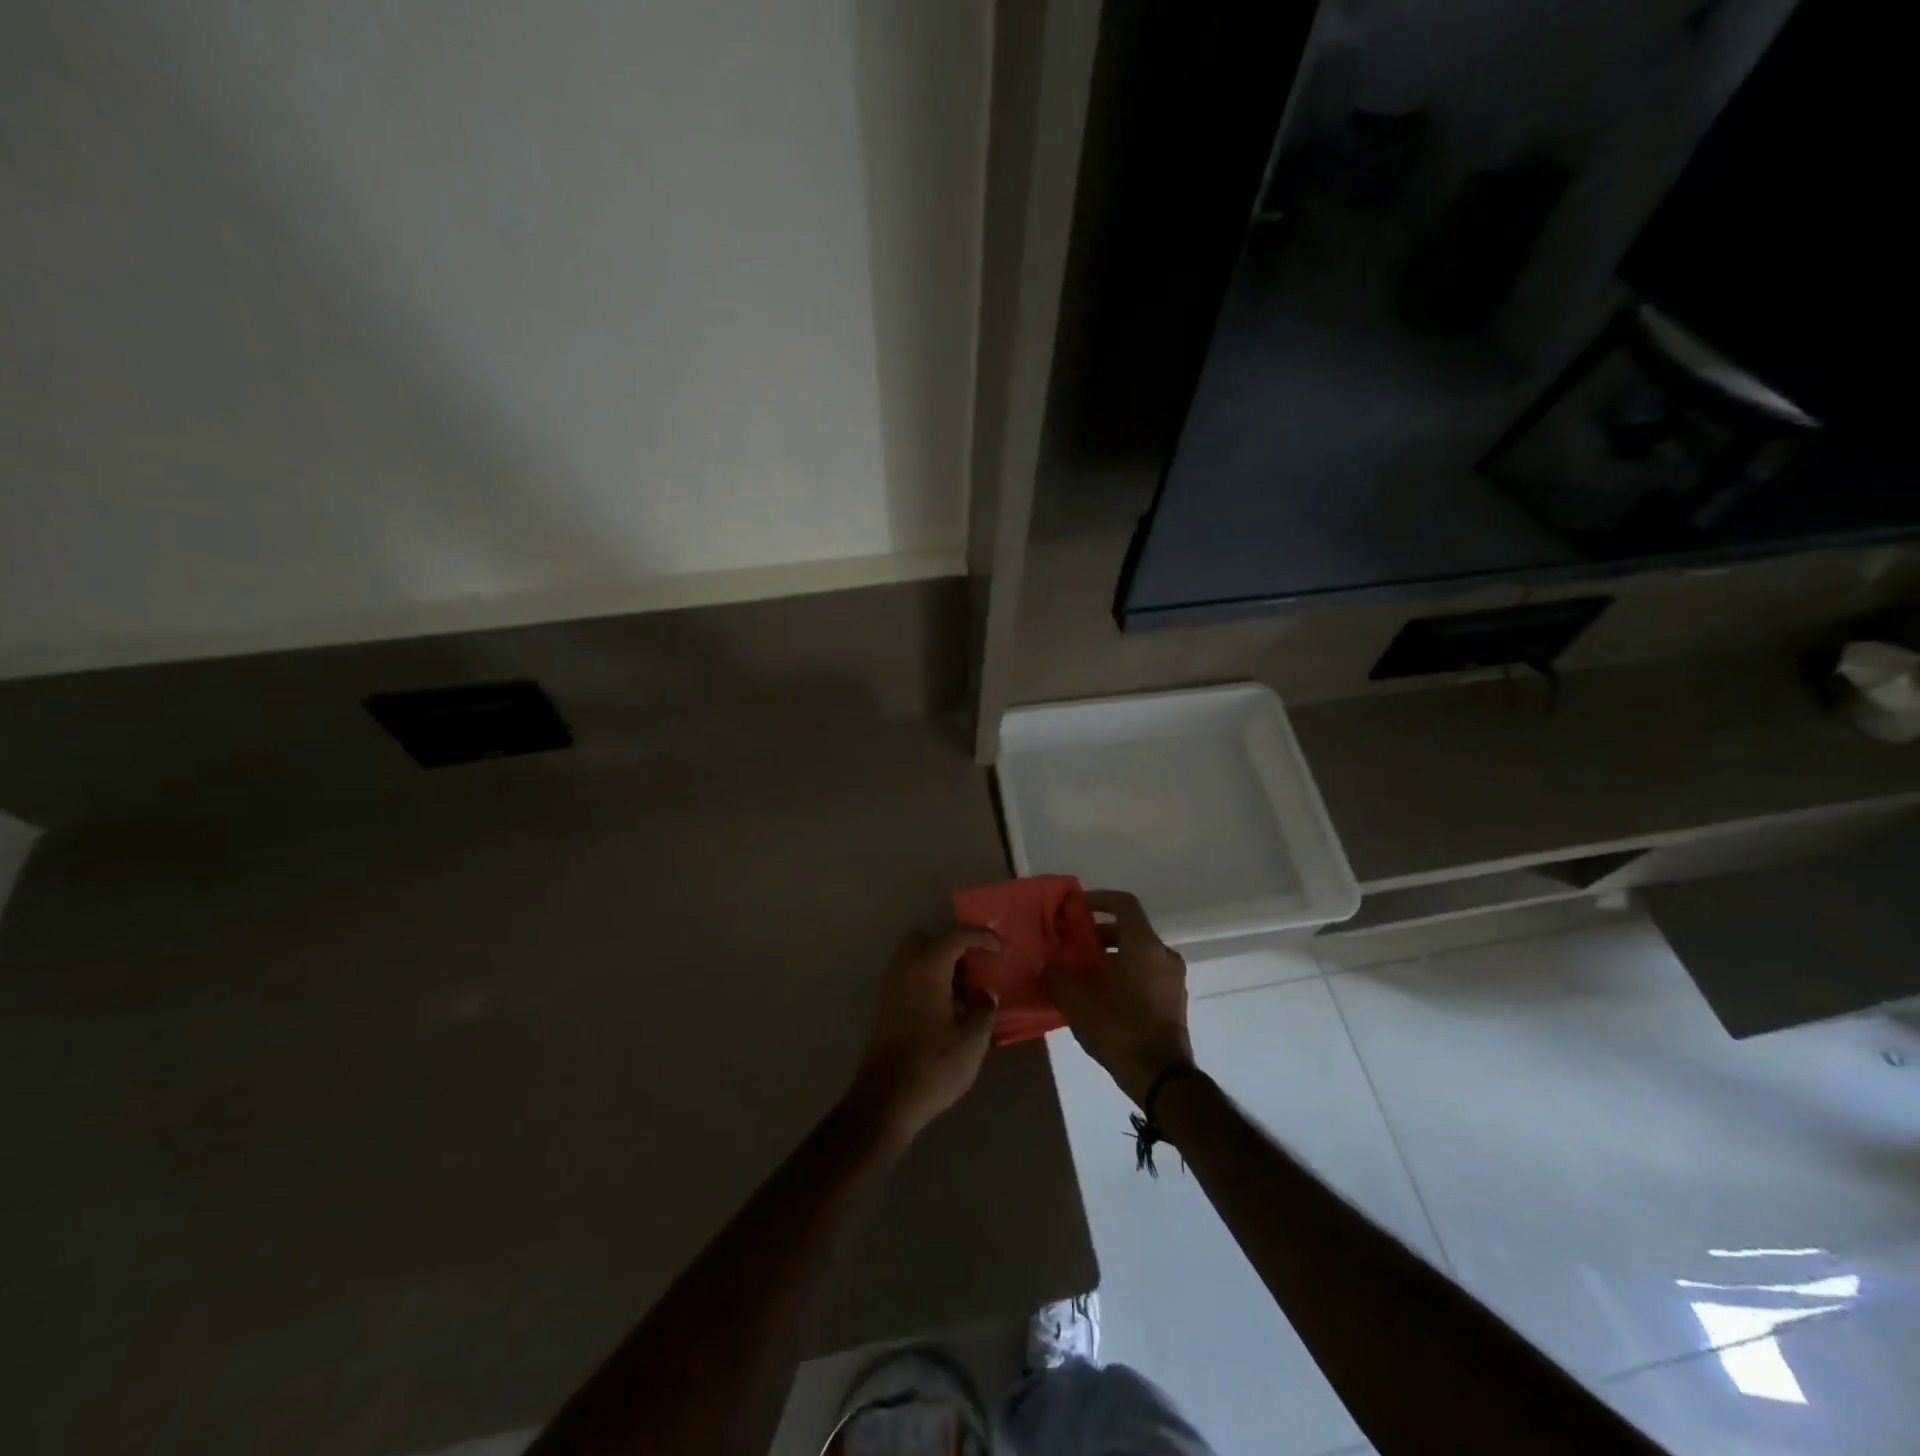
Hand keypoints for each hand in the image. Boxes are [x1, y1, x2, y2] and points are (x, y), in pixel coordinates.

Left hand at [848, 927, 1002, 1143]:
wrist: (884, 1100)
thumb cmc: (933, 1065)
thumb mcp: (972, 1040)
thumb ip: (983, 1009)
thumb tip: (985, 993)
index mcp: (927, 968)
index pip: (956, 936)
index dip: (982, 937)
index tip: (1002, 948)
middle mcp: (904, 969)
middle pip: (927, 940)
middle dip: (952, 946)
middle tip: (974, 967)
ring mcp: (889, 988)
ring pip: (915, 960)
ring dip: (940, 967)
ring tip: (965, 995)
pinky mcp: (883, 1008)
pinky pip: (908, 979)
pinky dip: (927, 983)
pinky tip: (946, 1011)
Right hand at [1042, 890, 1194, 1106]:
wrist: (1161, 1078)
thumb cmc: (1120, 1028)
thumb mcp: (1077, 1000)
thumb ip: (1058, 975)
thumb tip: (1048, 964)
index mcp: (1144, 944)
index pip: (1123, 903)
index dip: (1099, 899)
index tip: (1076, 907)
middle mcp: (1164, 955)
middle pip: (1130, 930)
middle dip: (1099, 934)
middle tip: (1073, 945)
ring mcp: (1173, 980)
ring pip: (1138, 955)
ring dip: (1111, 957)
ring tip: (1082, 974)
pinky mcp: (1174, 1003)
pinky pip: (1147, 975)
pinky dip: (1125, 975)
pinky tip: (1101, 997)